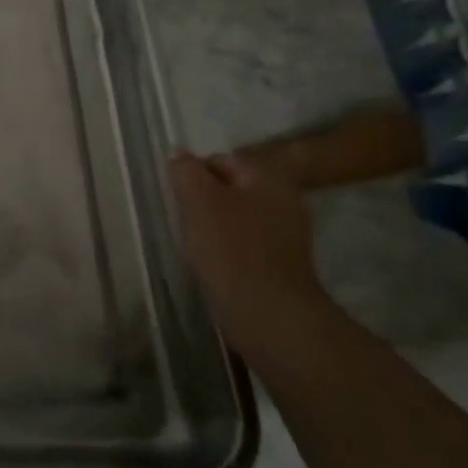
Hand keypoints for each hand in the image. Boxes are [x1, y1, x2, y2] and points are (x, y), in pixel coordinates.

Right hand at [168, 150, 334, 360]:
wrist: (268, 313)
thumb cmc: (230, 248)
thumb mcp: (197, 199)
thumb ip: (186, 170)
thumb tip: (180, 154)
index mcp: (268, 176)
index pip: (220, 160)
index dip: (193, 176)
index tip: (178, 199)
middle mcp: (286, 199)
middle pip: (231, 189)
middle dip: (205, 202)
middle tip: (185, 221)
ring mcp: (290, 234)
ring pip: (239, 218)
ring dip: (216, 227)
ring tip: (197, 246)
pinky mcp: (285, 264)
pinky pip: (248, 245)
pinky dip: (230, 250)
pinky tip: (216, 265)